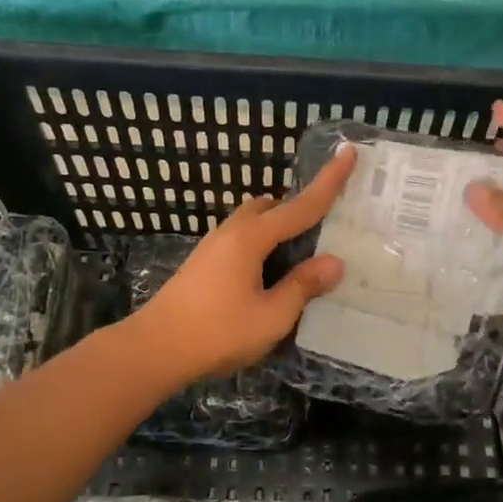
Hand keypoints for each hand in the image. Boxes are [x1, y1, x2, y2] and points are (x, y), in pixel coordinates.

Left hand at [132, 145, 358, 380]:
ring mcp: (212, 246)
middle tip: (323, 231)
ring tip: (299, 259)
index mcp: (252, 238)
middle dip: (298, 210)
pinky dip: (262, 244)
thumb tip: (334, 262)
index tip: (349, 152)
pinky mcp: (203, 263)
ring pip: (252, 222)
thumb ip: (303, 286)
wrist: (153, 349)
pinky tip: (268, 275)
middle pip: (271, 207)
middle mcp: (231, 232)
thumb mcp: (272, 316)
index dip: (329, 181)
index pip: (301, 205)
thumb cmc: (217, 333)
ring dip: (278, 229)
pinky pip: (241, 239)